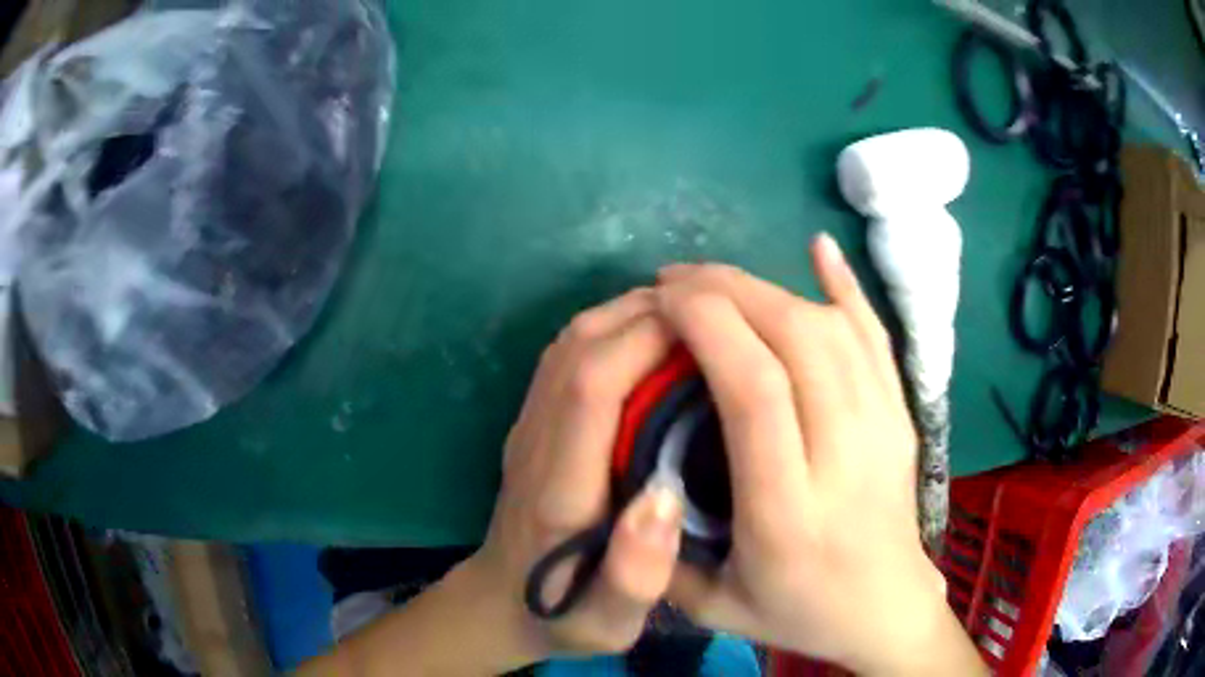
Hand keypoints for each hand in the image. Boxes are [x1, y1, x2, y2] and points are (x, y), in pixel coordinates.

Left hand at [462, 288, 686, 666]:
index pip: (592, 386)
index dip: (645, 342)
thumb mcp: (605, 623)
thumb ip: (633, 577)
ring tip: (692, 319)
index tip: (710, 330)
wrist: (498, 603)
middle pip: (580, 347)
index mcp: (559, 488)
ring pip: (571, 341)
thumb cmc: (563, 616)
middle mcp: (536, 441)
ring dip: (629, 315)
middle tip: (715, 313)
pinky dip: (612, 330)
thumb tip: (665, 500)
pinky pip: (567, 355)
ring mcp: (528, 426)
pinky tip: (654, 341)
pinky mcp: (531, 421)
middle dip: (646, 315)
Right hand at [655, 235, 979, 674]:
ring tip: (717, 282)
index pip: (755, 390)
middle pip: (797, 340)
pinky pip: (876, 335)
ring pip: (834, 327)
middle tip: (676, 281)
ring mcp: (886, 429)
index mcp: (789, 513)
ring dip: (770, 286)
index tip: (664, 300)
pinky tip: (818, 250)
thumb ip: (660, 552)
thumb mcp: (711, 606)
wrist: (885, 607)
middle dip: (729, 291)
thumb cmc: (795, 612)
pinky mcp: (904, 414)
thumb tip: (628, 476)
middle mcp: (846, 459)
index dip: (709, 325)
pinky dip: (846, 287)